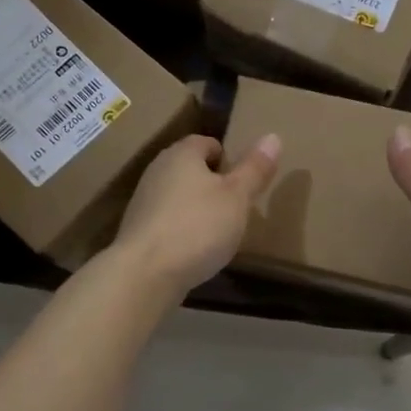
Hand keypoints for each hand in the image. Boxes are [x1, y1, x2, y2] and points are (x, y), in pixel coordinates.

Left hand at [113, 133, 281, 299]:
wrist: (146, 274)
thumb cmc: (198, 226)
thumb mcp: (237, 197)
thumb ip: (255, 168)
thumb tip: (272, 137)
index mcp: (181, 154)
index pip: (207, 143)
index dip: (228, 158)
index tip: (245, 182)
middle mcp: (157, 170)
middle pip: (190, 169)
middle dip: (213, 184)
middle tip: (236, 206)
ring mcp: (143, 201)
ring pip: (178, 195)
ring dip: (197, 208)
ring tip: (218, 231)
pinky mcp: (138, 230)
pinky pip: (167, 221)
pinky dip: (182, 229)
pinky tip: (195, 250)